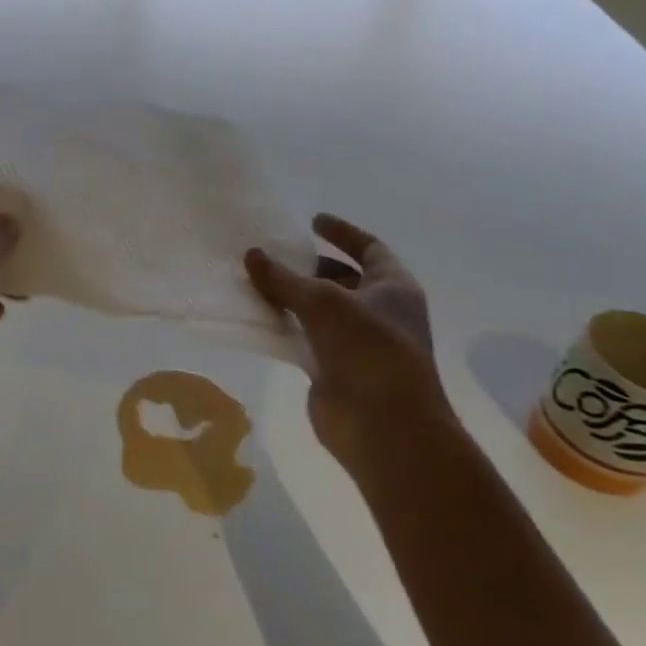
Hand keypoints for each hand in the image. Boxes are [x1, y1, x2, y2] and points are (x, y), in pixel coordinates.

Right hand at [245, 214, 455, 465]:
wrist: (383, 425)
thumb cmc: (367, 349)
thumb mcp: (324, 302)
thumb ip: (285, 277)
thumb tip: (252, 254)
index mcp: (394, 287)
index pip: (369, 248)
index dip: (342, 232)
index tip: (312, 220)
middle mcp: (380, 311)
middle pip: (342, 279)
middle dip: (309, 267)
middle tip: (272, 255)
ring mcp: (358, 343)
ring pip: (320, 311)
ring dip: (292, 297)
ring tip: (256, 281)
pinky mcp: (335, 369)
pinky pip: (306, 338)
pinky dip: (285, 327)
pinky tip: (258, 317)